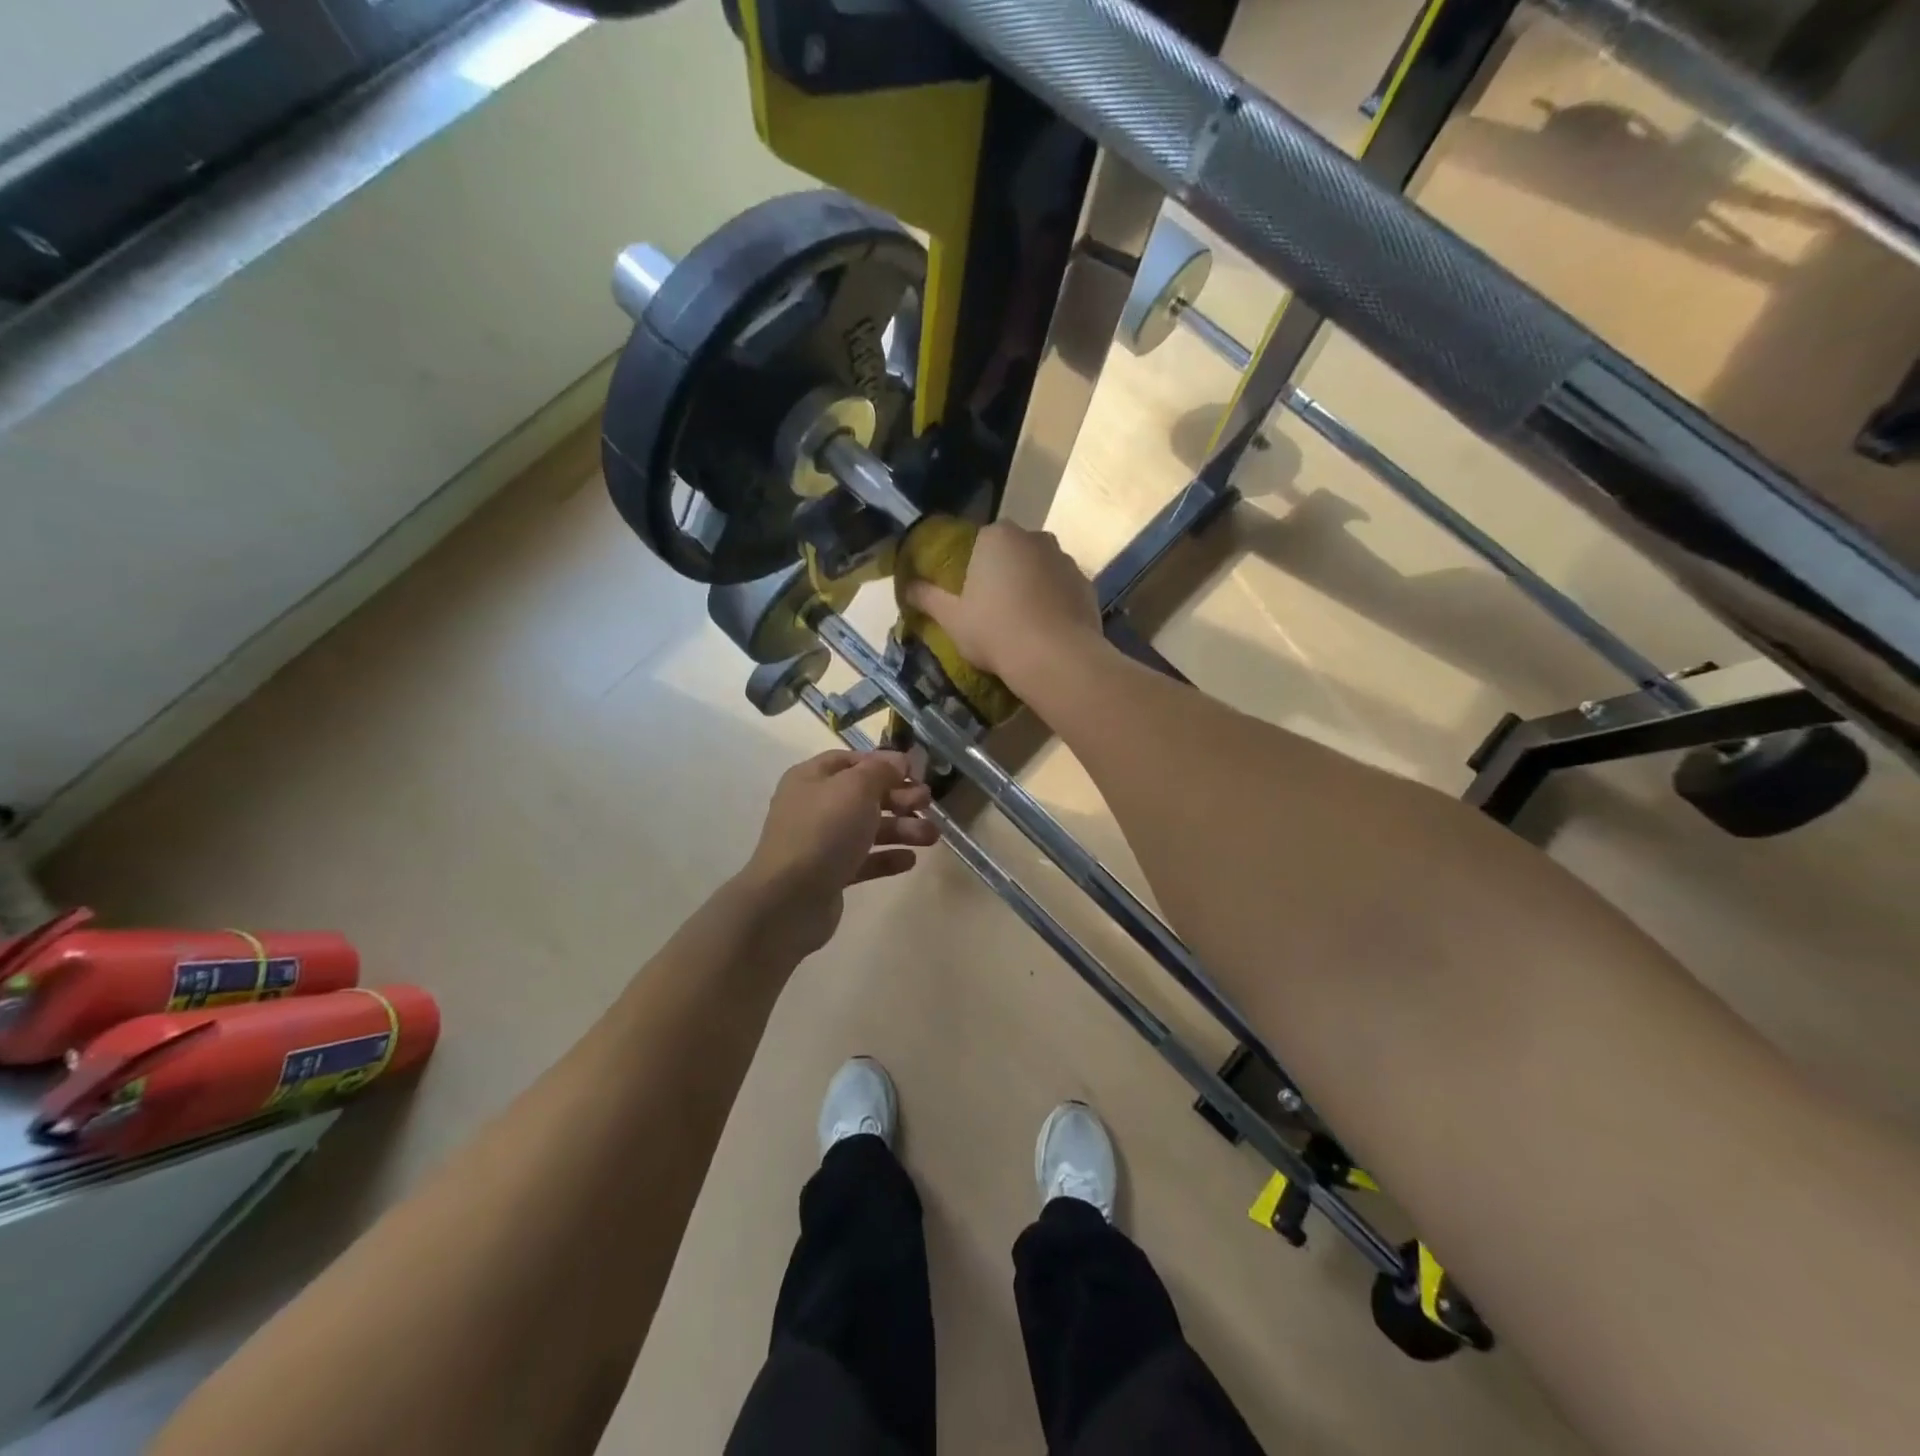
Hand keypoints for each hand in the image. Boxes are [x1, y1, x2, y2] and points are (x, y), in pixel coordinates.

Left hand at [740, 750, 938, 953]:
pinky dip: (887, 858)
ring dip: (902, 829)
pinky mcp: (830, 874)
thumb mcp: (856, 788)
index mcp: (812, 779)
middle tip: (927, 803)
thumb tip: (898, 760)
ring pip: (868, 829)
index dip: (882, 763)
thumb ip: (880, 770)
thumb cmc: (824, 831)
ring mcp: (821, 843)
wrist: (790, 899)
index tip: (913, 771)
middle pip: (864, 795)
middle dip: (899, 797)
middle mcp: (814, 807)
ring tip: (931, 837)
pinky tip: (910, 861)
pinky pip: (864, 860)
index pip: (851, 761)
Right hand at [901, 522, 1103, 688]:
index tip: (970, 595)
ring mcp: (1066, 559)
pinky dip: (1054, 602)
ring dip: (1031, 586)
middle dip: (1004, 573)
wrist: (1056, 658)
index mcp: (998, 537)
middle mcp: (1035, 538)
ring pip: (1040, 569)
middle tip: (994, 609)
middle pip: (1013, 552)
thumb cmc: (995, 631)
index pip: (980, 541)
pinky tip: (1046, 630)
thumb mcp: (952, 619)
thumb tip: (906, 586)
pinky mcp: (1087, 584)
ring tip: (1022, 622)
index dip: (973, 568)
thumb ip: (927, 597)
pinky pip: (1062, 589)